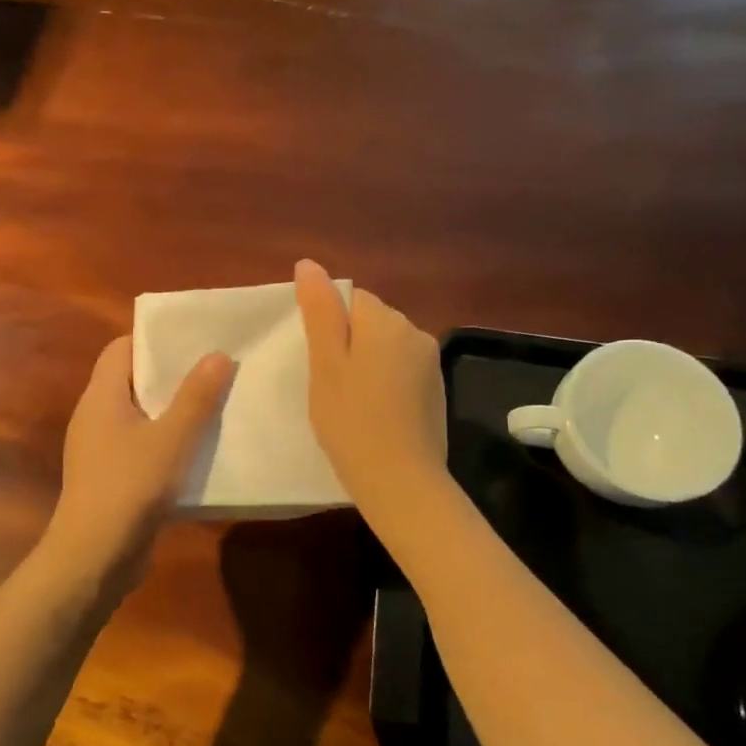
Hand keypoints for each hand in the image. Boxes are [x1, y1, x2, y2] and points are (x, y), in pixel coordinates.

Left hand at [45, 336, 234, 583]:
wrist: (94, 557)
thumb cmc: (130, 486)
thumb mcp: (172, 438)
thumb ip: (196, 397)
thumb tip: (218, 354)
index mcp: (101, 396)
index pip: (121, 349)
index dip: (153, 339)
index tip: (192, 339)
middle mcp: (95, 416)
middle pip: (132, 381)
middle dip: (171, 375)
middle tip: (214, 369)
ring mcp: (99, 450)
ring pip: (139, 416)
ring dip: (172, 412)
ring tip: (215, 405)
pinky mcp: (110, 478)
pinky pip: (140, 447)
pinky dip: (166, 443)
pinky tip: (198, 452)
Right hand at [295, 259, 448, 519]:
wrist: (400, 481)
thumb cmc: (351, 420)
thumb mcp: (325, 364)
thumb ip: (319, 311)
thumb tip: (309, 264)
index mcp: (385, 321)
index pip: (351, 299)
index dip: (329, 328)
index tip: (319, 363)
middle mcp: (415, 332)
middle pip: (371, 322)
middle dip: (349, 344)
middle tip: (329, 386)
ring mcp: (430, 364)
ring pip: (386, 348)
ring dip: (367, 364)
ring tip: (350, 403)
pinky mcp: (436, 391)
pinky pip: (401, 372)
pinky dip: (385, 384)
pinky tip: (374, 415)